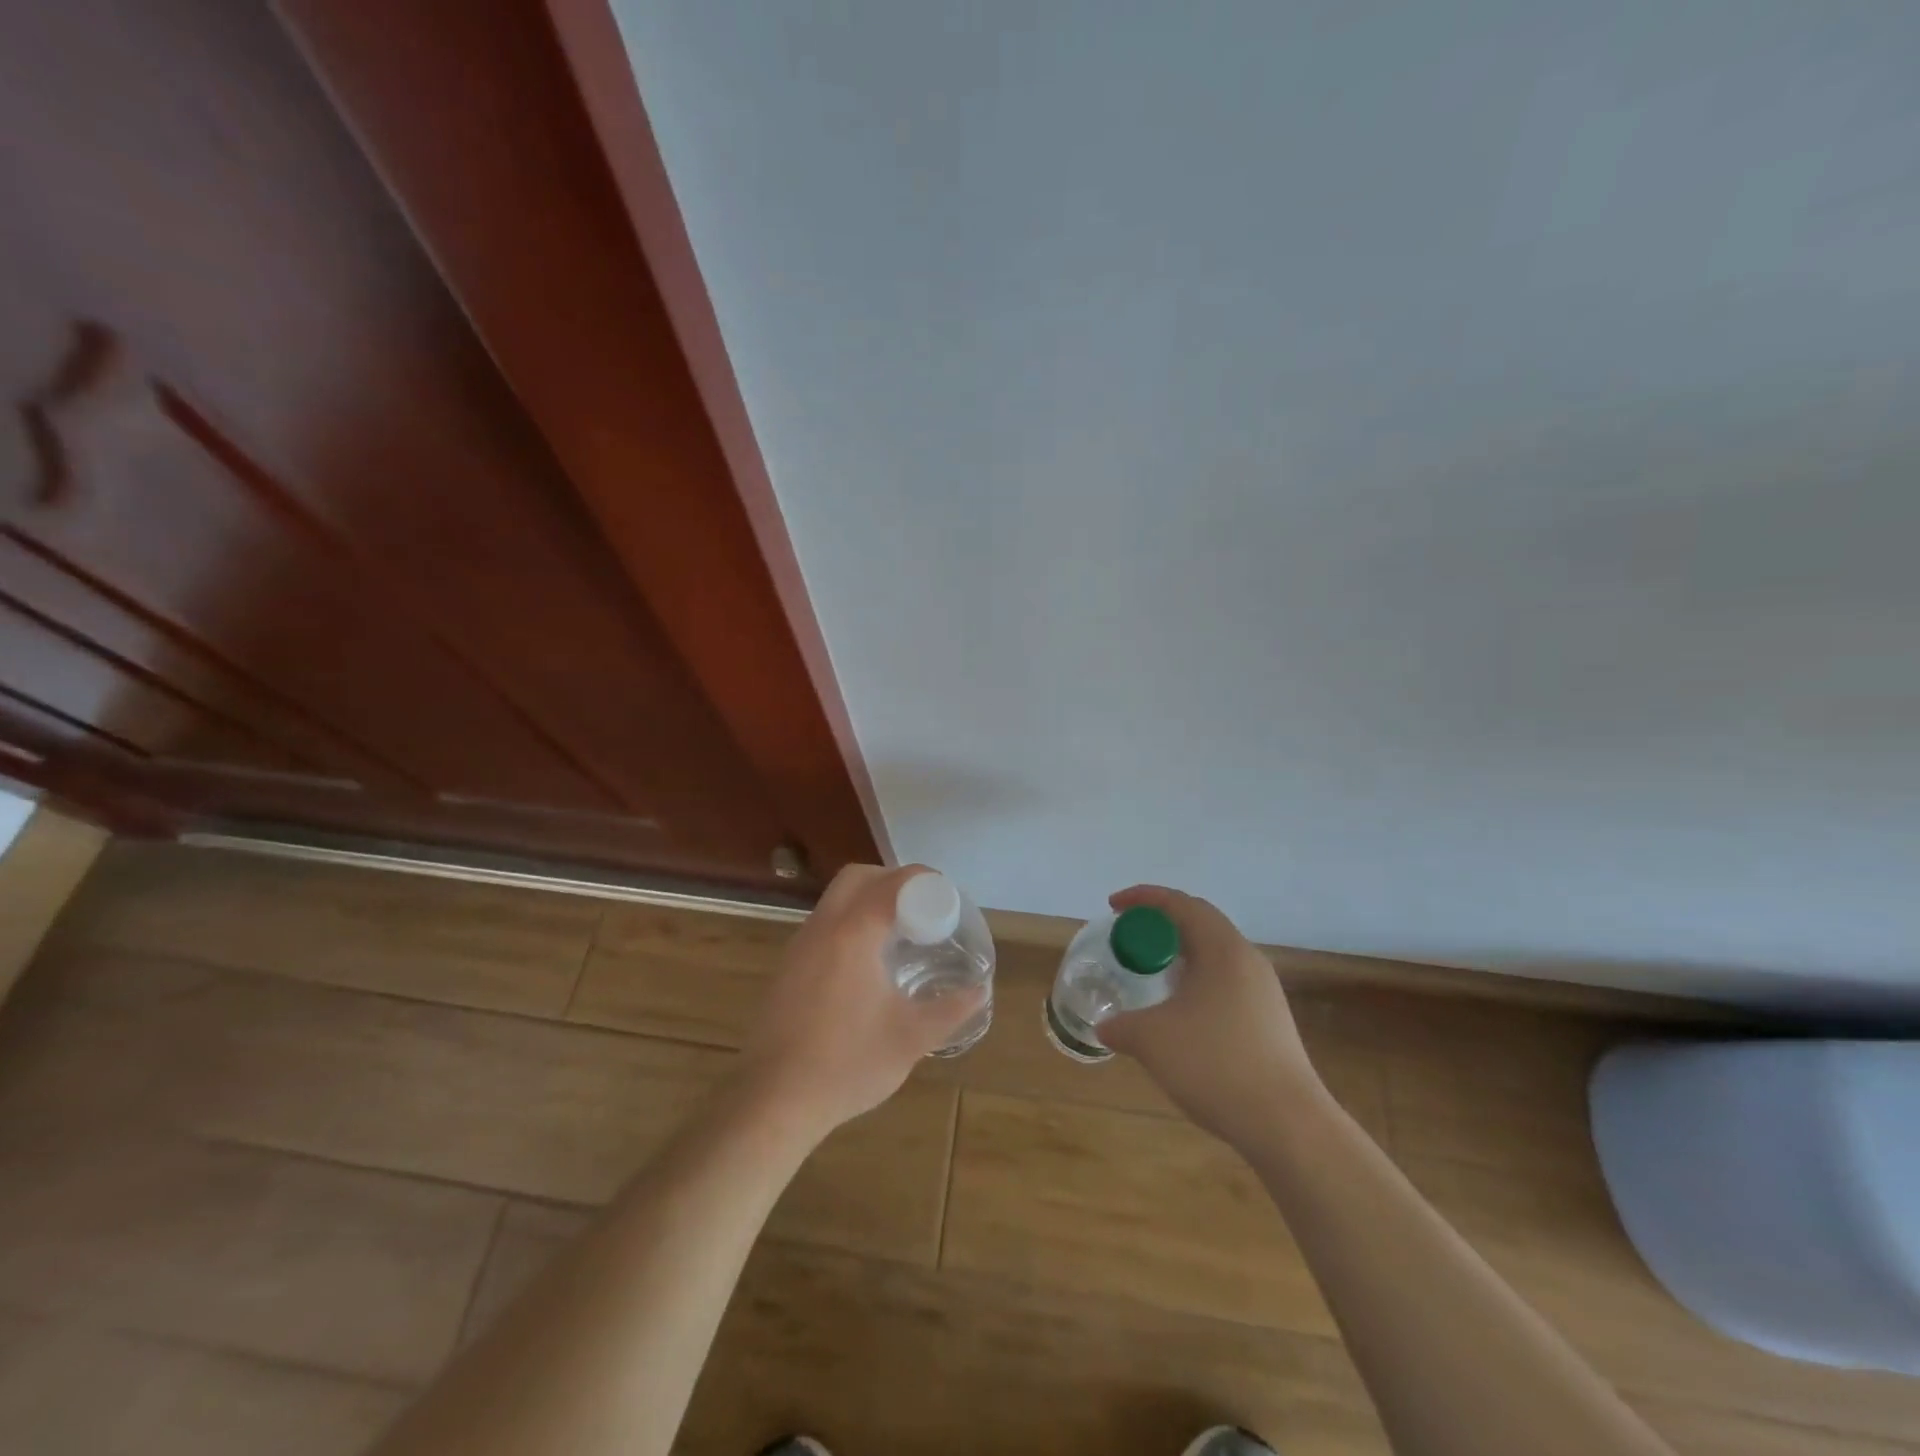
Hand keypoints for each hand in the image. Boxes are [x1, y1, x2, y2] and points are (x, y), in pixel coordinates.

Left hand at [736, 863, 985, 1137]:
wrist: (774, 1101)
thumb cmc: (847, 1064)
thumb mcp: (910, 1039)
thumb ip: (949, 1010)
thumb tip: (979, 992)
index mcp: (853, 934)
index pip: (891, 883)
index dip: (923, 880)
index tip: (947, 896)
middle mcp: (822, 928)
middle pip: (857, 877)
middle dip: (892, 881)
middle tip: (921, 907)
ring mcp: (799, 946)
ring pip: (835, 899)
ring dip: (868, 900)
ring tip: (899, 933)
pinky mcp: (787, 967)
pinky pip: (823, 924)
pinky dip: (849, 922)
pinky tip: (867, 962)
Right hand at [1097, 884, 1328, 1147]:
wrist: (1287, 1124)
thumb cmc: (1215, 1065)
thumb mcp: (1152, 1040)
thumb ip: (1121, 1025)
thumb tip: (1106, 1026)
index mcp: (1221, 949)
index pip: (1180, 903)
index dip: (1143, 898)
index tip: (1113, 906)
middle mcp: (1247, 959)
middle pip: (1200, 921)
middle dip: (1161, 921)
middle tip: (1129, 934)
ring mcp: (1263, 990)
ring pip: (1215, 952)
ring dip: (1180, 951)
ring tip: (1151, 969)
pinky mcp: (1270, 1019)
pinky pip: (1226, 980)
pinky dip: (1196, 978)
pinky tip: (1180, 1010)